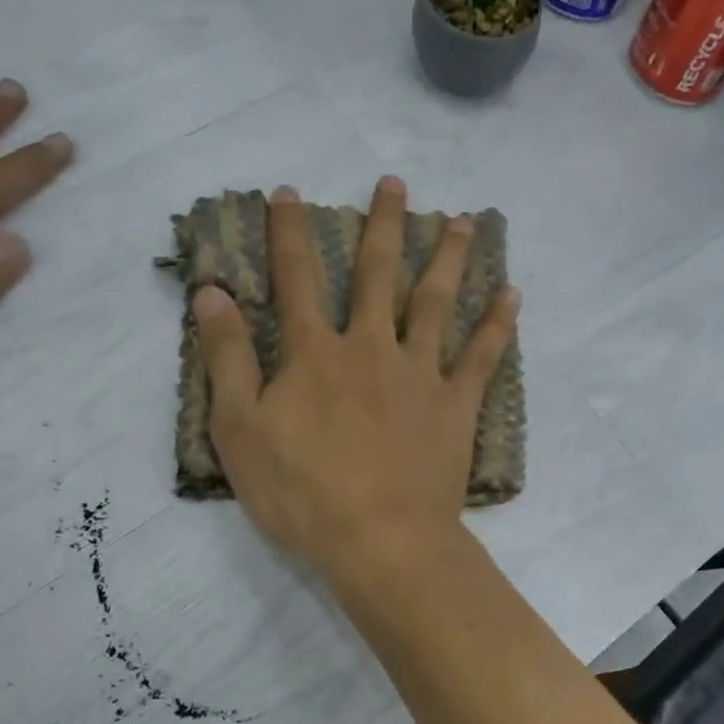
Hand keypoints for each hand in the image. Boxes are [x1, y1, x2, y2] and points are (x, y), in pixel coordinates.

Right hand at [191, 177, 518, 579]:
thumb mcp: (239, 429)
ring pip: (436, 302)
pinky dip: (497, 325)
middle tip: (396, 183)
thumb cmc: (301, 492)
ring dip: (449, 258)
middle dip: (384, 225)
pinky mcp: (455, 407)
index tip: (289, 192)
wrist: (380, 539)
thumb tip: (211, 292)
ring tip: (465, 220)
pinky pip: (482, 357)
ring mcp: (419, 375)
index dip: (289, 234)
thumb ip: (227, 357)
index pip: (297, 279)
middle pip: (379, 275)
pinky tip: (512, 295)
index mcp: (315, 354)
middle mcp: (371, 348)